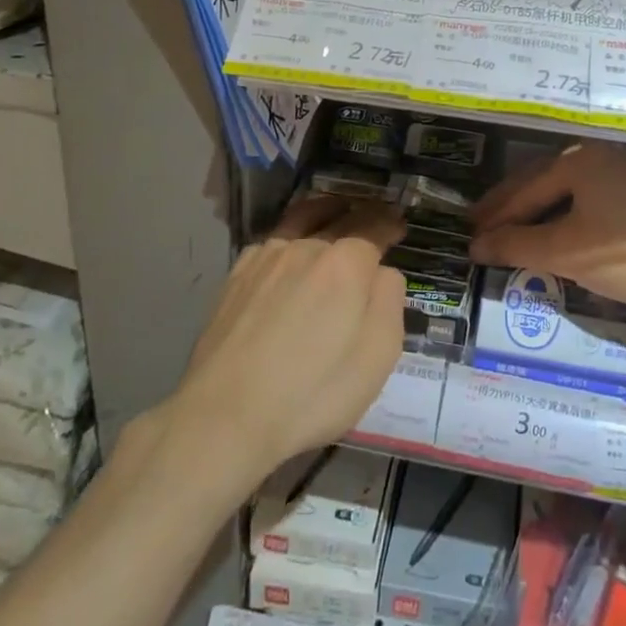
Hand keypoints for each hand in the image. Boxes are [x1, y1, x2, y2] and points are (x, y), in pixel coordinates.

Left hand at [169, 194, 405, 485]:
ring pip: (301, 218)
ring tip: (334, 210)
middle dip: (363, 213)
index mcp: (347, 263)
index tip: (399, 225)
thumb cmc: (314, 391)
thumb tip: (382, 272)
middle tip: (374, 216)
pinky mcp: (236, 277)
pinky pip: (271, 240)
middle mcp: (306, 248)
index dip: (390, 223)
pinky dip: (290, 232)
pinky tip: (288, 246)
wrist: (226, 415)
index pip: (374, 226)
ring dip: (325, 210)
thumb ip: (389, 301)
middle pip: (340, 217)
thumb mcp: (378, 355)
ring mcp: (266, 259)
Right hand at [469, 141, 625, 312]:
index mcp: (578, 161)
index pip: (524, 189)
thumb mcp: (568, 252)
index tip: (467, 234)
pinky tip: (561, 231)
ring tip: (514, 230)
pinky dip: (566, 215)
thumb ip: (518, 246)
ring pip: (568, 191)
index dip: (493, 216)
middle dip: (511, 207)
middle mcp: (599, 156)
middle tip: (480, 226)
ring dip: (538, 211)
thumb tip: (476, 245)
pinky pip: (590, 198)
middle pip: (542, 181)